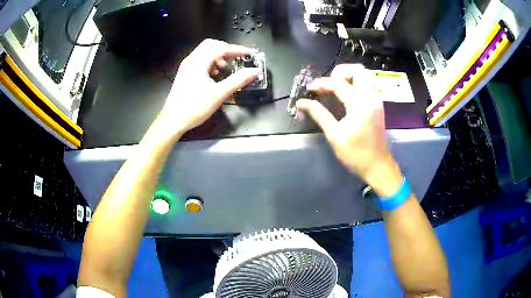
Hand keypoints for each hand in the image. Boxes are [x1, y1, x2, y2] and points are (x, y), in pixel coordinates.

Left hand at [159, 39, 258, 134]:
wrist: (173, 121)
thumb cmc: (194, 108)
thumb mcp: (219, 94)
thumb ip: (238, 80)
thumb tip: (254, 71)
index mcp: (198, 62)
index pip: (220, 48)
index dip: (237, 49)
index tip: (249, 53)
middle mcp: (191, 61)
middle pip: (210, 45)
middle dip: (225, 50)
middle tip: (236, 58)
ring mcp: (187, 68)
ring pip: (205, 53)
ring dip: (218, 57)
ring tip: (226, 68)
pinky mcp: (185, 75)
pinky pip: (200, 62)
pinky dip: (211, 64)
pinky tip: (215, 76)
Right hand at [296, 64, 401, 194]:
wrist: (377, 166)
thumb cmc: (356, 154)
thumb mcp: (334, 135)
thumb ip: (319, 114)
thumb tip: (301, 102)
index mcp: (360, 104)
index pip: (338, 83)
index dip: (321, 83)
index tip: (309, 88)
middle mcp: (371, 96)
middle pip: (358, 70)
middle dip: (340, 72)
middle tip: (328, 84)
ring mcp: (376, 100)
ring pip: (364, 76)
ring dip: (348, 77)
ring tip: (334, 88)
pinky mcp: (377, 105)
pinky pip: (366, 85)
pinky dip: (354, 84)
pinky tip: (343, 96)